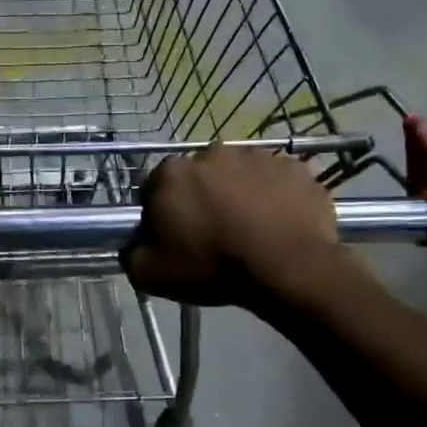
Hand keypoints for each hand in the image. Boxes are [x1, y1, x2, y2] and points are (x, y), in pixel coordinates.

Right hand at [123, 145, 352, 306]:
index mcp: (171, 173)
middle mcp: (211, 153)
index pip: (156, 189)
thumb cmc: (212, 267)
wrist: (287, 267)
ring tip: (250, 230)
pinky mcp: (294, 167)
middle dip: (203, 198)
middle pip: (199, 177)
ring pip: (240, 175)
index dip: (163, 214)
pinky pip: (277, 181)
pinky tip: (278, 224)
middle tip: (214, 234)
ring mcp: (257, 155)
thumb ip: (132, 252)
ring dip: (240, 194)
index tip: (175, 237)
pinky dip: (275, 197)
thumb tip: (135, 243)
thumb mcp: (151, 273)